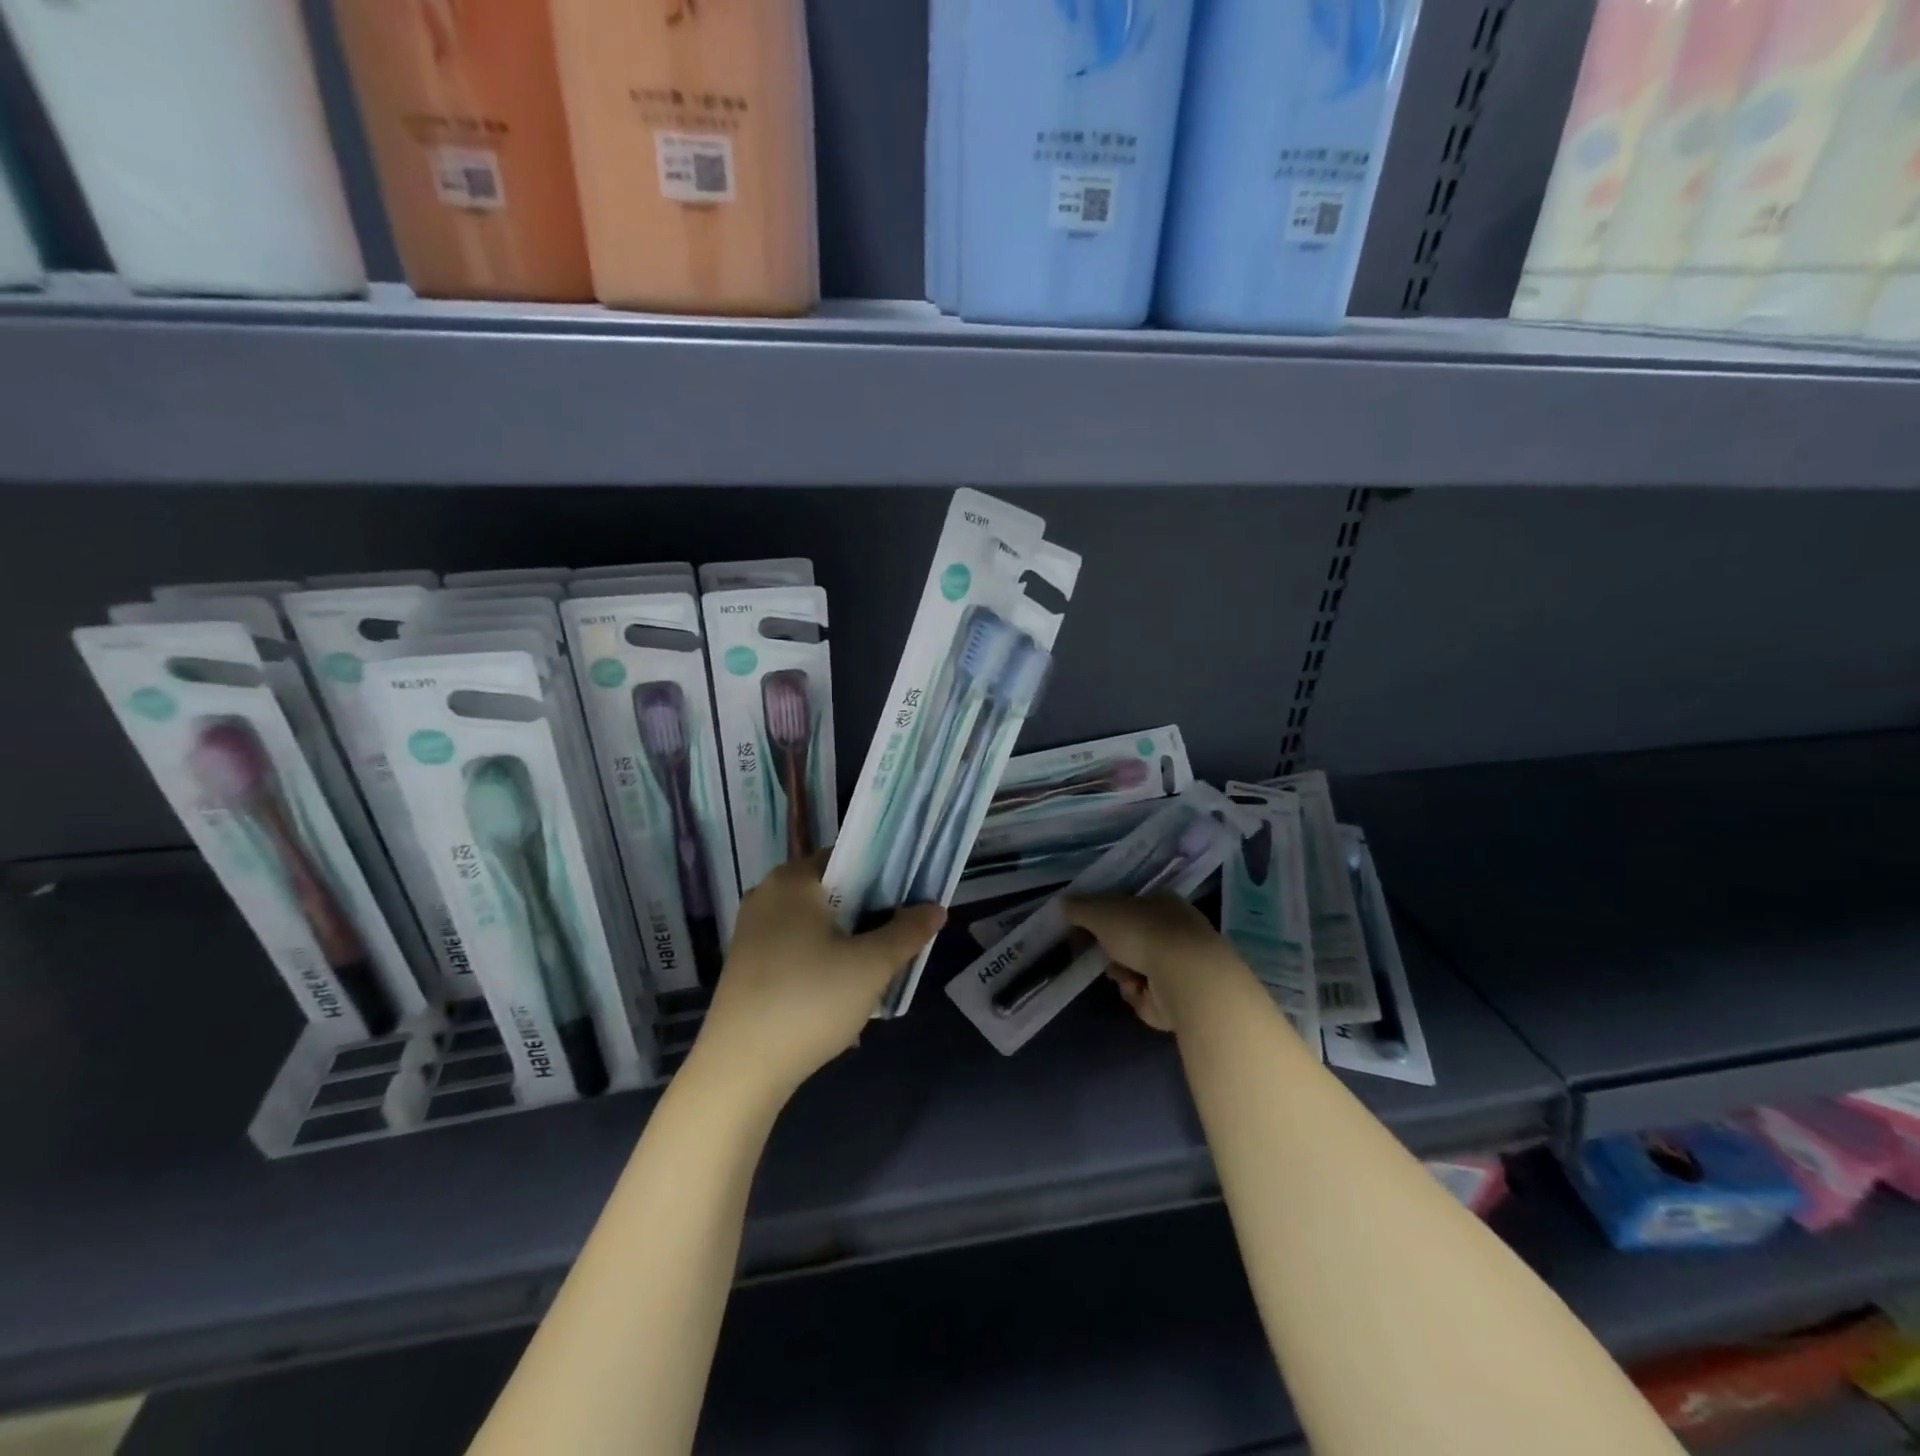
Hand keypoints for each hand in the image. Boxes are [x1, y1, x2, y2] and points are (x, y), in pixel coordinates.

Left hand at [693, 852, 944, 1102]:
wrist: (740, 1070)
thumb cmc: (810, 1001)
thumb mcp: (872, 966)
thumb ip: (908, 932)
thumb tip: (936, 908)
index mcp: (793, 880)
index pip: (849, 856)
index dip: (884, 874)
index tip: (909, 900)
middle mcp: (767, 895)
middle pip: (833, 892)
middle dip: (867, 916)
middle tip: (896, 942)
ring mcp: (751, 931)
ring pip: (815, 925)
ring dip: (846, 945)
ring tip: (871, 976)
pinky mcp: (745, 965)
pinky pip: (795, 950)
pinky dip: (820, 964)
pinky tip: (837, 999)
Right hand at [1063, 894, 1235, 1033]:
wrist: (1186, 978)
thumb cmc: (1143, 932)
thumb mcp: (1100, 912)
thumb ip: (1079, 908)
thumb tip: (1062, 903)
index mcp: (1162, 902)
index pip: (1129, 905)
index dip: (1105, 917)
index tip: (1085, 929)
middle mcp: (1176, 930)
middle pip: (1130, 940)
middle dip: (1112, 951)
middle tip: (1100, 956)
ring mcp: (1181, 964)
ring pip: (1136, 968)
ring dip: (1122, 973)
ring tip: (1125, 977)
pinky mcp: (1182, 996)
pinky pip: (1147, 994)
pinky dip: (1138, 994)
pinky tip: (1139, 991)